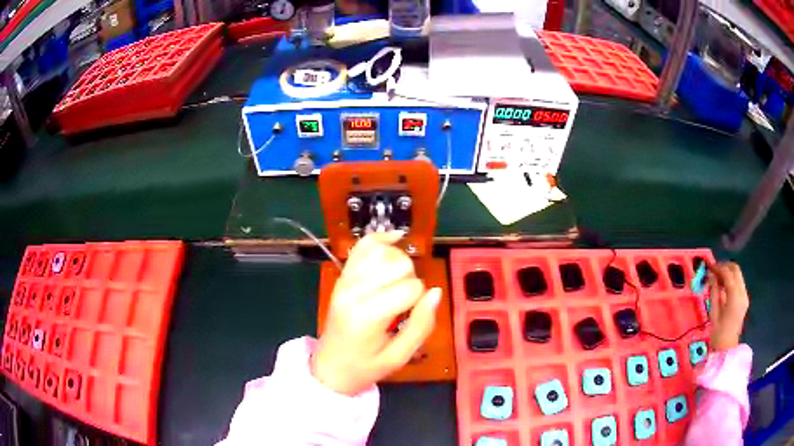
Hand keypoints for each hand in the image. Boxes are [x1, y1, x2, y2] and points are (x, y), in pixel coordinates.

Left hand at [311, 231, 441, 395]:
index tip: (410, 315)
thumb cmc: (365, 367)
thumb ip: (421, 325)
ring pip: (383, 250)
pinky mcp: (342, 275)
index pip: (411, 287)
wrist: (330, 367)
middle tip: (403, 303)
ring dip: (399, 262)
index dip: (419, 300)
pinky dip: (381, 238)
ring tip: (397, 282)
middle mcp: (354, 290)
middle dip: (411, 280)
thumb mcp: (399, 356)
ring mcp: (345, 280)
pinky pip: (363, 245)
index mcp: (368, 314)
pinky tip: (395, 239)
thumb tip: (436, 292)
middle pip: (399, 263)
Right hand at [707, 262, 749, 350]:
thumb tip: (712, 276)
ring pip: (738, 274)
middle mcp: (742, 293)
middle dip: (725, 266)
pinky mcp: (744, 299)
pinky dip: (731, 279)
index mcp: (734, 298)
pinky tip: (723, 286)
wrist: (727, 348)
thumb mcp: (714, 313)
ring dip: (728, 272)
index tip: (710, 267)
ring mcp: (744, 295)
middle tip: (714, 270)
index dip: (719, 268)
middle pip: (735, 269)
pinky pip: (738, 282)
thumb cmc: (718, 334)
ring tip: (717, 278)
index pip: (728, 274)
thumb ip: (714, 292)